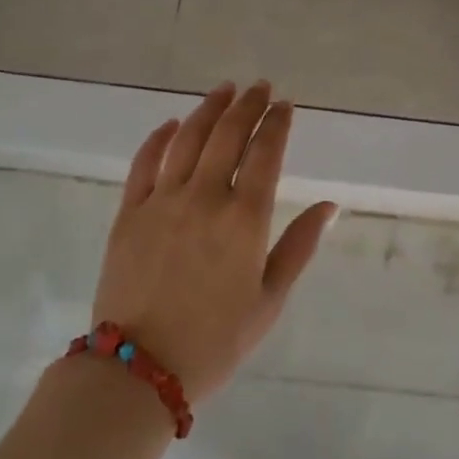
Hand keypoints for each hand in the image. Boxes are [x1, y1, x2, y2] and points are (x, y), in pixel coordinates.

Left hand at [92, 82, 335, 402]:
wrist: (139, 371)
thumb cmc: (216, 341)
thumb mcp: (270, 300)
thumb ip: (299, 246)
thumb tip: (329, 205)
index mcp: (245, 219)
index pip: (266, 153)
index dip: (277, 123)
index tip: (285, 105)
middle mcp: (205, 198)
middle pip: (228, 135)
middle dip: (248, 105)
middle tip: (260, 87)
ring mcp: (163, 201)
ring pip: (188, 139)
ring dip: (209, 109)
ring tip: (225, 90)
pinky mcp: (129, 212)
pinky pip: (145, 162)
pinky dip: (160, 137)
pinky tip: (172, 123)